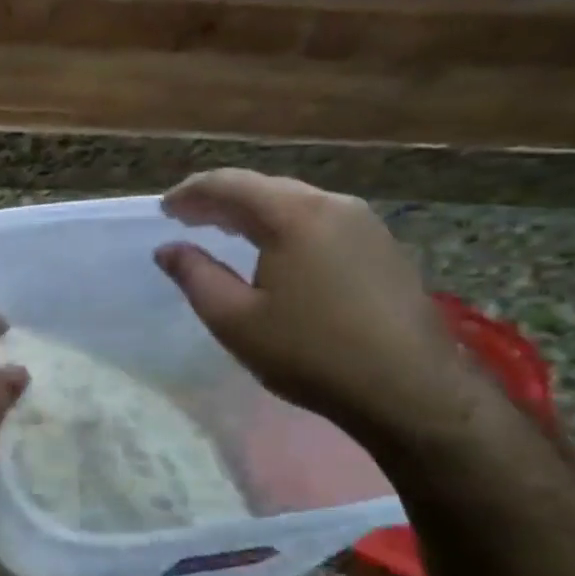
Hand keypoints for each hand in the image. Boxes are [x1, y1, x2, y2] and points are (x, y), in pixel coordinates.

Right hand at [155, 170, 475, 433]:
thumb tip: (167, 248)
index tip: (164, 210)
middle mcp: (333, 205)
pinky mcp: (383, 247)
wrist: (410, 391)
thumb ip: (194, 275)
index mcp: (293, 215)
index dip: (190, 193)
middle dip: (221, 200)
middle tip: (188, 218)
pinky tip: (275, 251)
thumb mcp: (234, 319)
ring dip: (254, 212)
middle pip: (264, 187)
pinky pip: (320, 221)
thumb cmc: (310, 353)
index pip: (229, 184)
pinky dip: (285, 226)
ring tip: (224, 231)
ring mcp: (366, 224)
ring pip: (295, 203)